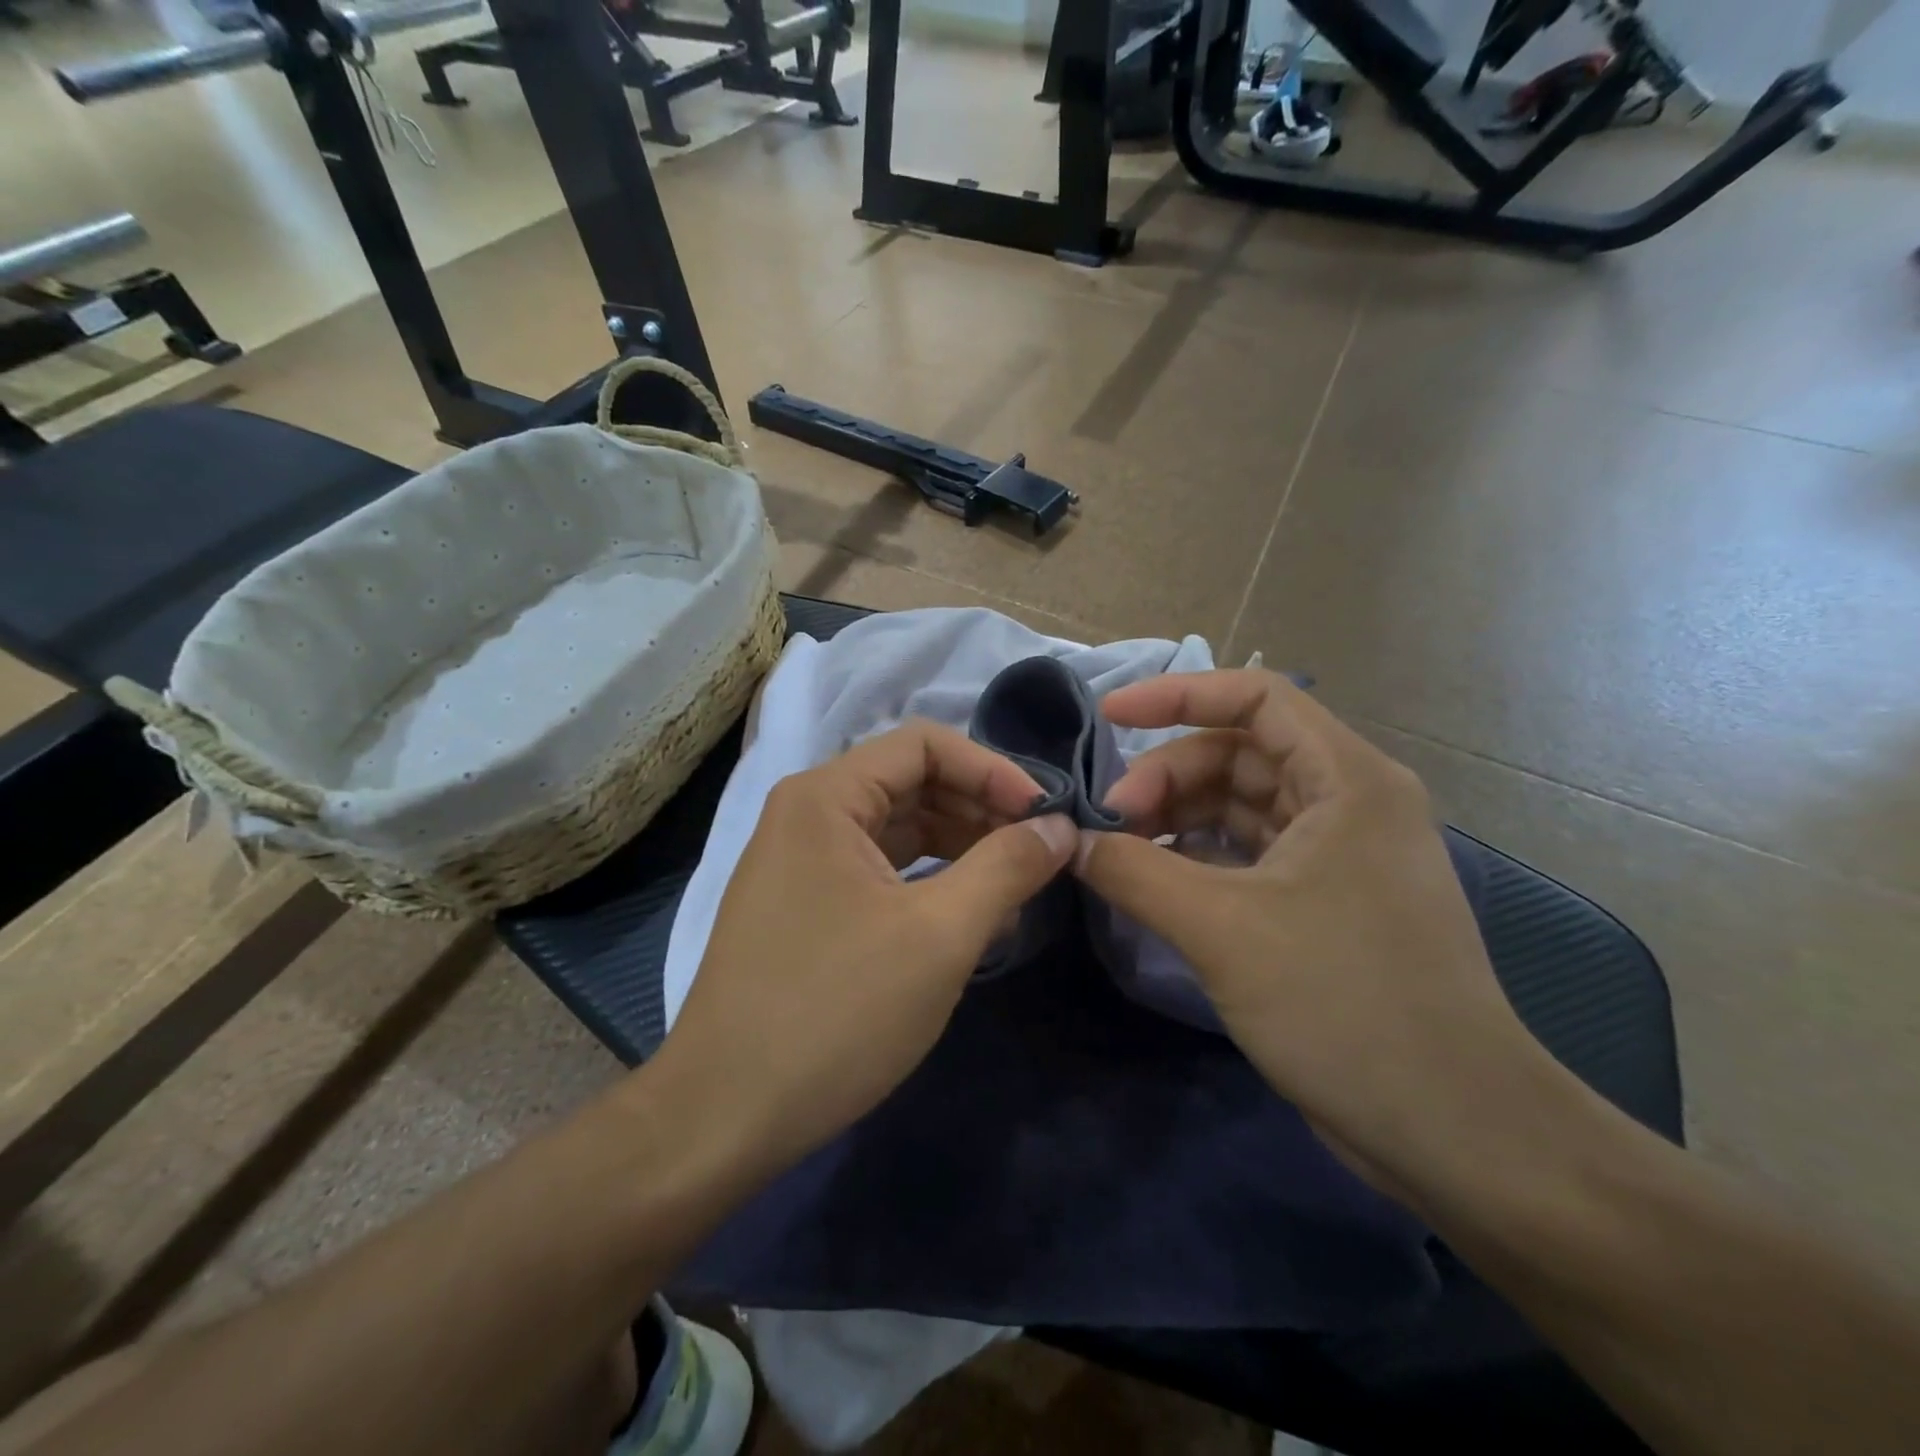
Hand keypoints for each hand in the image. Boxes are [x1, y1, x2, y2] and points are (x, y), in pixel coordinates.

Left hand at [653, 720, 1077, 1171]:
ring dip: (960, 845)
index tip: (1045, 815)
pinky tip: (969, 912)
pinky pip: (879, 869)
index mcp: (826, 797)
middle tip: (1040, 850)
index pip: (924, 745)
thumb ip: (1007, 867)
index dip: (992, 769)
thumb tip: (1060, 827)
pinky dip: (929, 880)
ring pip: (898, 829)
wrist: (723, 1116)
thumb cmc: (835, 1012)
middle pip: (911, 782)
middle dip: (980, 808)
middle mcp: (807, 813)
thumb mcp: (939, 936)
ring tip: (1015, 882)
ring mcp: (801, 861)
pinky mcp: (805, 905)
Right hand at [1074, 669, 1554, 1186]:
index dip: (1176, 694)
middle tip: (1110, 822)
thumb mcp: (1221, 928)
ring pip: (1240, 805)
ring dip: (1177, 817)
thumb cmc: (1343, 1003)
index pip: (1255, 697)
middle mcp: (1348, 802)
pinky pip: (1249, 853)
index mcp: (1346, 780)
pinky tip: (1155, 881)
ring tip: (1122, 851)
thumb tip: (1073, 841)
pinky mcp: (1326, 901)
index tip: (1108, 717)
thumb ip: (1134, 871)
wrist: (1451, 1128)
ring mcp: (1339, 854)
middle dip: (1167, 775)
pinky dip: (1198, 856)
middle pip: (1239, 753)